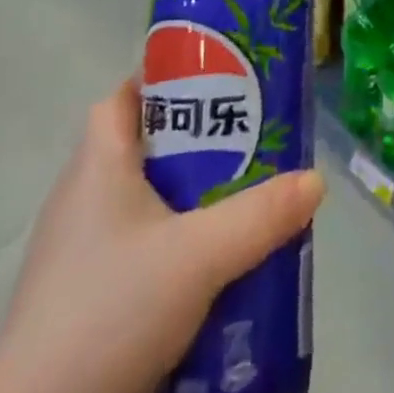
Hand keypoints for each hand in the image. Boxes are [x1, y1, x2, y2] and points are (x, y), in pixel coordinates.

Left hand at [0, 76, 324, 392]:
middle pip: (145, 147)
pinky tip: (210, 272)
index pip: (127, 94)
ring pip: (144, 204)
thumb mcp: (197, 258)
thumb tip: (316, 180)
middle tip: (252, 145)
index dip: (169, 80)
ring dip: (190, 202)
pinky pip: (137, 252)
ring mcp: (77, 254)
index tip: (220, 84)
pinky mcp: (82, 303)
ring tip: (243, 206)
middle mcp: (82, 198)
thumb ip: (259, 217)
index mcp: (97, 163)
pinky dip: (173, 250)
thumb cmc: (108, 312)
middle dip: (199, 144)